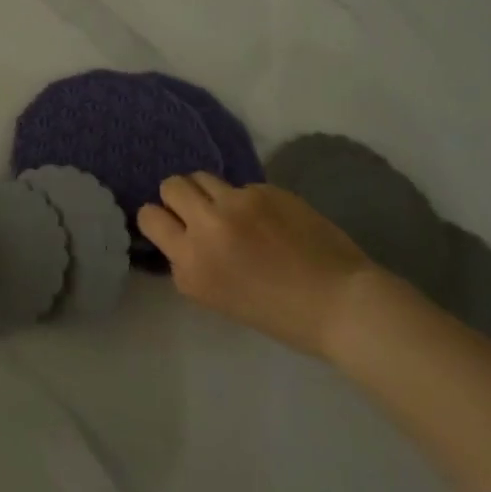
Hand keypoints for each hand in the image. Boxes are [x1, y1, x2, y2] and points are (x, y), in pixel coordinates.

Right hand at [137, 172, 385, 359]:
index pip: (149, 217)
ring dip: (210, 192)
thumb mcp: (214, 297)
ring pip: (201, 176)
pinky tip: (271, 220)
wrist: (341, 304)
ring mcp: (236, 204)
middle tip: (201, 213)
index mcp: (190, 264)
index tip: (174, 227)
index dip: (160, 219)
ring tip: (232, 210)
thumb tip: (183, 237)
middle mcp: (206, 228)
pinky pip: (240, 186)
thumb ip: (190, 263)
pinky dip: (248, 200)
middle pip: (171, 186)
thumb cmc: (279, 315)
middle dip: (180, 197)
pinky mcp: (265, 190)